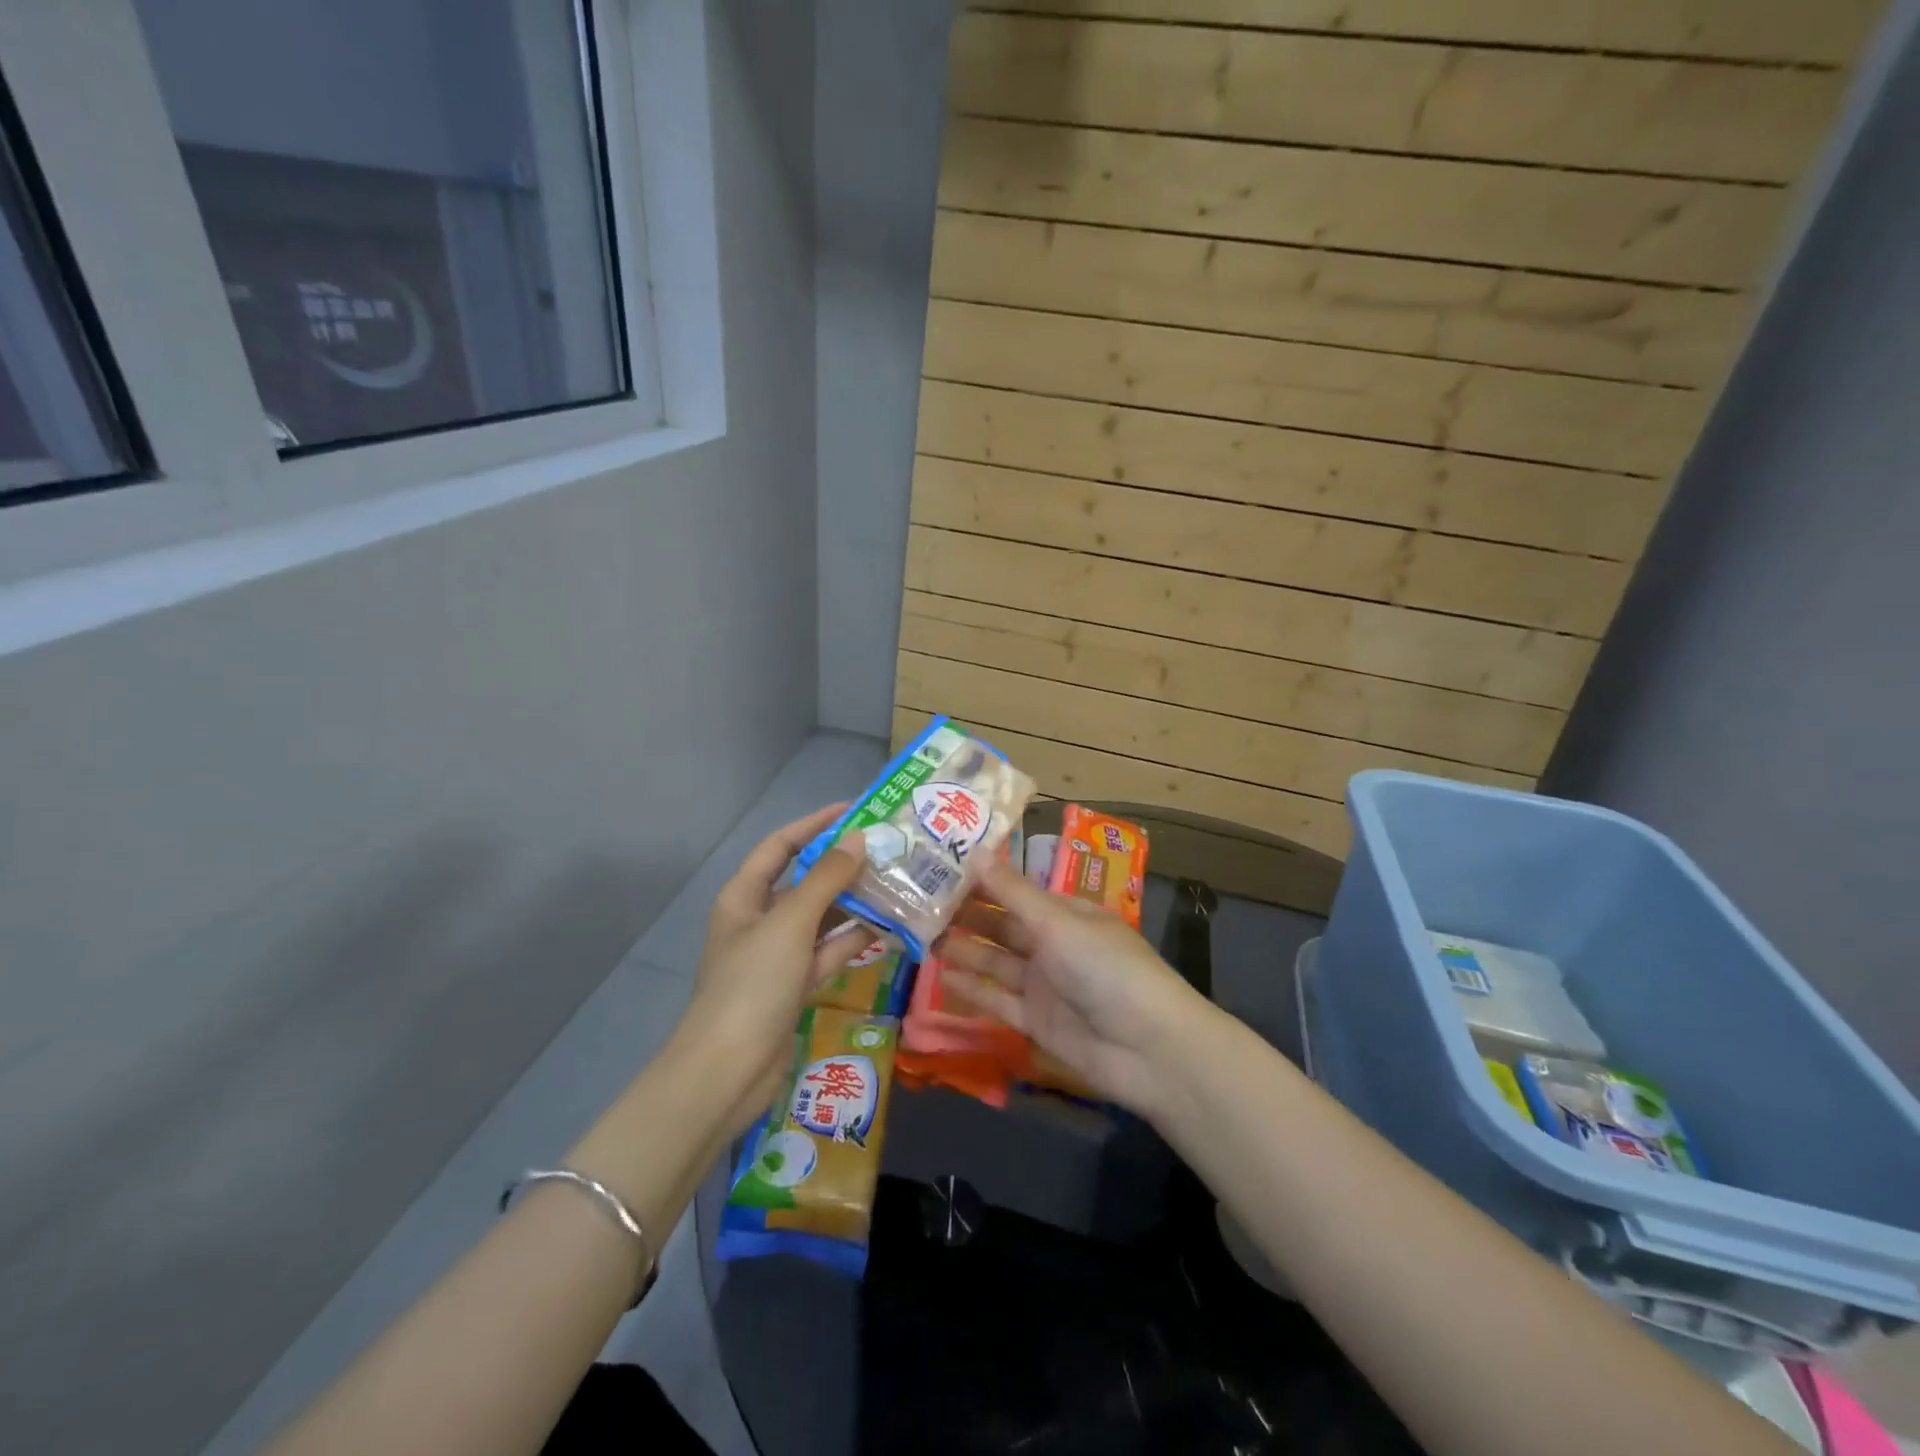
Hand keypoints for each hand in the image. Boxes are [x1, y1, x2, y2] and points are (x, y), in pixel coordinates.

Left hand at [675, 804, 867, 1130]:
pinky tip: (888, 928)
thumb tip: (858, 840)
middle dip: (842, 865)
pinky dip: (853, 940)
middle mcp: (760, 919)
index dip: (814, 825)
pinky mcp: (795, 985)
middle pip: (804, 880)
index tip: (855, 810)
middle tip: (888, 850)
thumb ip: (826, 879)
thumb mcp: (790, 924)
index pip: (780, 845)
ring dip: (854, 902)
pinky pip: (828, 951)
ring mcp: (778, 954)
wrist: (727, 1072)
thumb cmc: (752, 985)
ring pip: (821, 917)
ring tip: (897, 884)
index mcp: (745, 896)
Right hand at [938, 857, 1208, 1112]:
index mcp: (1067, 913)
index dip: (982, 880)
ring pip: (996, 961)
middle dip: (967, 914)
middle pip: (1003, 925)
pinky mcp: (1038, 1022)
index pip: (1017, 890)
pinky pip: (999, 1000)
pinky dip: (973, 989)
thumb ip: (1013, 893)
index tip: (941, 867)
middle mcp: (1054, 945)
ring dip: (964, 949)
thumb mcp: (1058, 924)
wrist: (1149, 1049)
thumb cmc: (1106, 969)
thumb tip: (976, 851)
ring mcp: (1045, 985)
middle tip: (919, 903)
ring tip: (922, 935)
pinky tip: (941, 977)